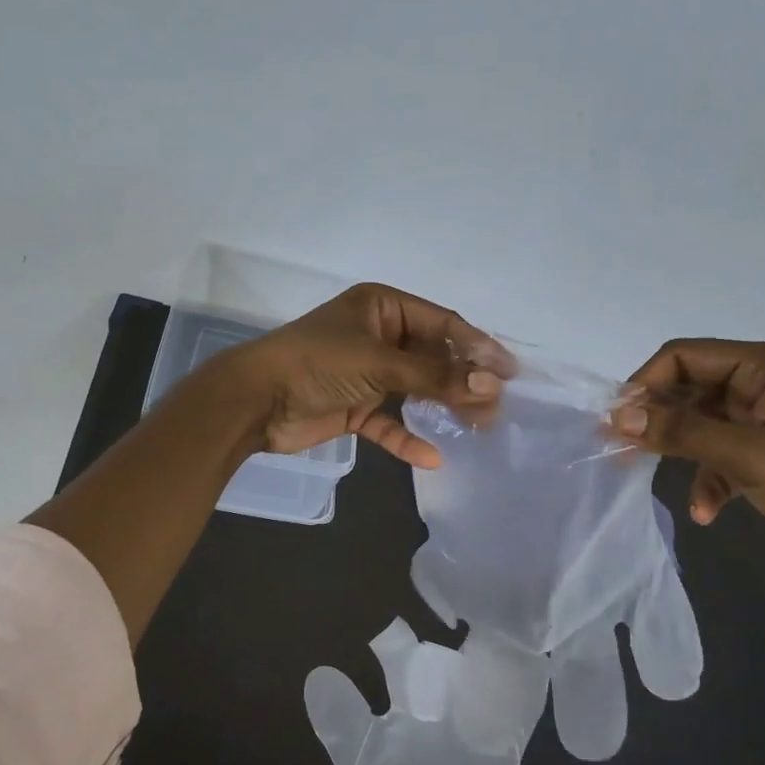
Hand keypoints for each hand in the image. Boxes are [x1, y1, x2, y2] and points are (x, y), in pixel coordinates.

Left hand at [216, 283, 509, 469]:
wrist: (254, 401)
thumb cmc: (316, 364)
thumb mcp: (379, 362)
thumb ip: (435, 375)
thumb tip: (491, 384)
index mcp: (382, 307)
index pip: (442, 324)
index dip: (477, 347)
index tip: (510, 373)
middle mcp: (378, 335)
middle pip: (432, 357)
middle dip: (464, 380)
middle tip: (496, 407)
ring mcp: (366, 373)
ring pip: (415, 389)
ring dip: (443, 407)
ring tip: (479, 427)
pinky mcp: (354, 407)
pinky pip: (388, 422)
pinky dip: (406, 437)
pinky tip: (431, 457)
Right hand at [608, 339, 764, 588]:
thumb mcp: (751, 456)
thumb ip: (683, 432)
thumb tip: (618, 416)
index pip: (686, 356)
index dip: (646, 383)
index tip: (615, 421)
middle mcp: (764, 385)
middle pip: (688, 389)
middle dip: (656, 419)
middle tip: (621, 450)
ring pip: (698, 424)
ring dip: (677, 452)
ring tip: (646, 476)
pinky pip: (718, 456)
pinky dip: (706, 480)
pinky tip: (706, 512)